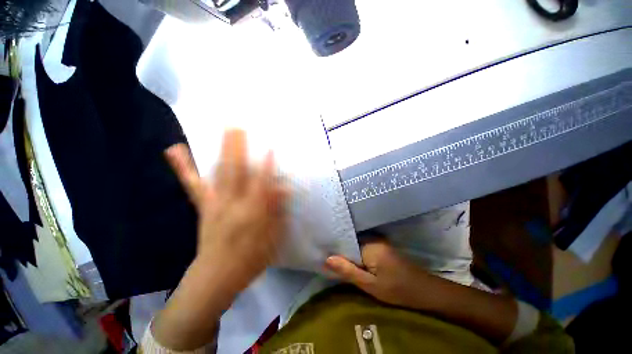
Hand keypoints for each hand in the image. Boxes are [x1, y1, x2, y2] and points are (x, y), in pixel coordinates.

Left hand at [152, 130, 288, 349]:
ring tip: (222, 132)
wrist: (215, 277)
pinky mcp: (203, 206)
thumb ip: (278, 211)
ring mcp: (214, 203)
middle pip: (236, 172)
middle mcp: (231, 204)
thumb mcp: (272, 239)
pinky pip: (194, 184)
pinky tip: (176, 151)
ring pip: (217, 173)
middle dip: (238, 148)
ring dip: (220, 151)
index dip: (267, 167)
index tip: (270, 148)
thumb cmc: (250, 259)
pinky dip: (186, 167)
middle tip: (238, 127)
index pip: (261, 185)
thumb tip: (284, 189)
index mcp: (251, 214)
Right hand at [326, 238, 436, 309]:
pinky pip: (363, 247)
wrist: (423, 291)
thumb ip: (348, 271)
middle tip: (327, 258)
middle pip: (350, 242)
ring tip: (336, 259)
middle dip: (340, 250)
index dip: (334, 249)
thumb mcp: (370, 285)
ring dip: (348, 253)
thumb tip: (327, 259)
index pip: (345, 242)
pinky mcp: (381, 246)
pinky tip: (352, 261)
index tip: (323, 252)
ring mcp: (378, 241)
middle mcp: (373, 238)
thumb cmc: (397, 289)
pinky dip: (357, 254)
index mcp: (369, 245)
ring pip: (356, 245)